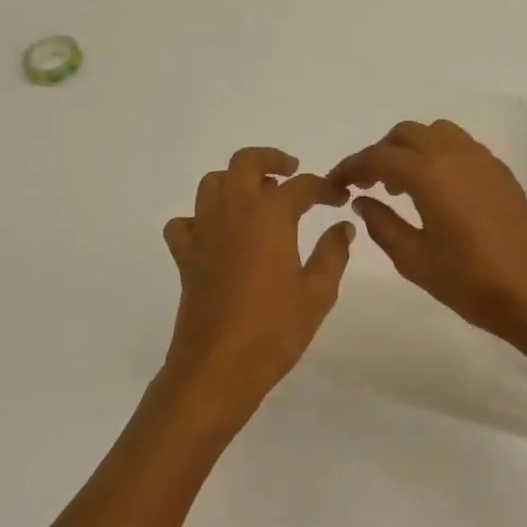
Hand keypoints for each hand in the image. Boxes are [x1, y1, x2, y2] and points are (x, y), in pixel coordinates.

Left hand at [157, 147, 355, 430]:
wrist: (218, 367)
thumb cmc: (274, 330)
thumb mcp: (317, 293)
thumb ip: (333, 253)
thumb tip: (342, 227)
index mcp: (269, 216)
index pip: (301, 186)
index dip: (324, 187)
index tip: (339, 198)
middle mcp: (233, 211)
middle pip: (245, 162)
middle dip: (270, 159)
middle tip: (291, 172)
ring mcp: (203, 231)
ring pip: (212, 183)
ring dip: (235, 181)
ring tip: (256, 198)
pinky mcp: (185, 255)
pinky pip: (185, 222)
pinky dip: (199, 219)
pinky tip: (217, 235)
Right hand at [330, 120, 526, 350]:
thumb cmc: (471, 281)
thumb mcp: (414, 259)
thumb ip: (382, 225)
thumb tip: (363, 201)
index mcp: (429, 173)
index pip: (378, 157)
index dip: (352, 167)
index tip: (336, 183)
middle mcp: (455, 154)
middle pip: (406, 134)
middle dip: (380, 153)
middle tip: (367, 184)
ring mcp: (482, 160)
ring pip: (435, 133)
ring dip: (411, 148)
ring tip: (401, 184)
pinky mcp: (500, 172)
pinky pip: (459, 146)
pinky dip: (437, 154)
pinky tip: (435, 189)